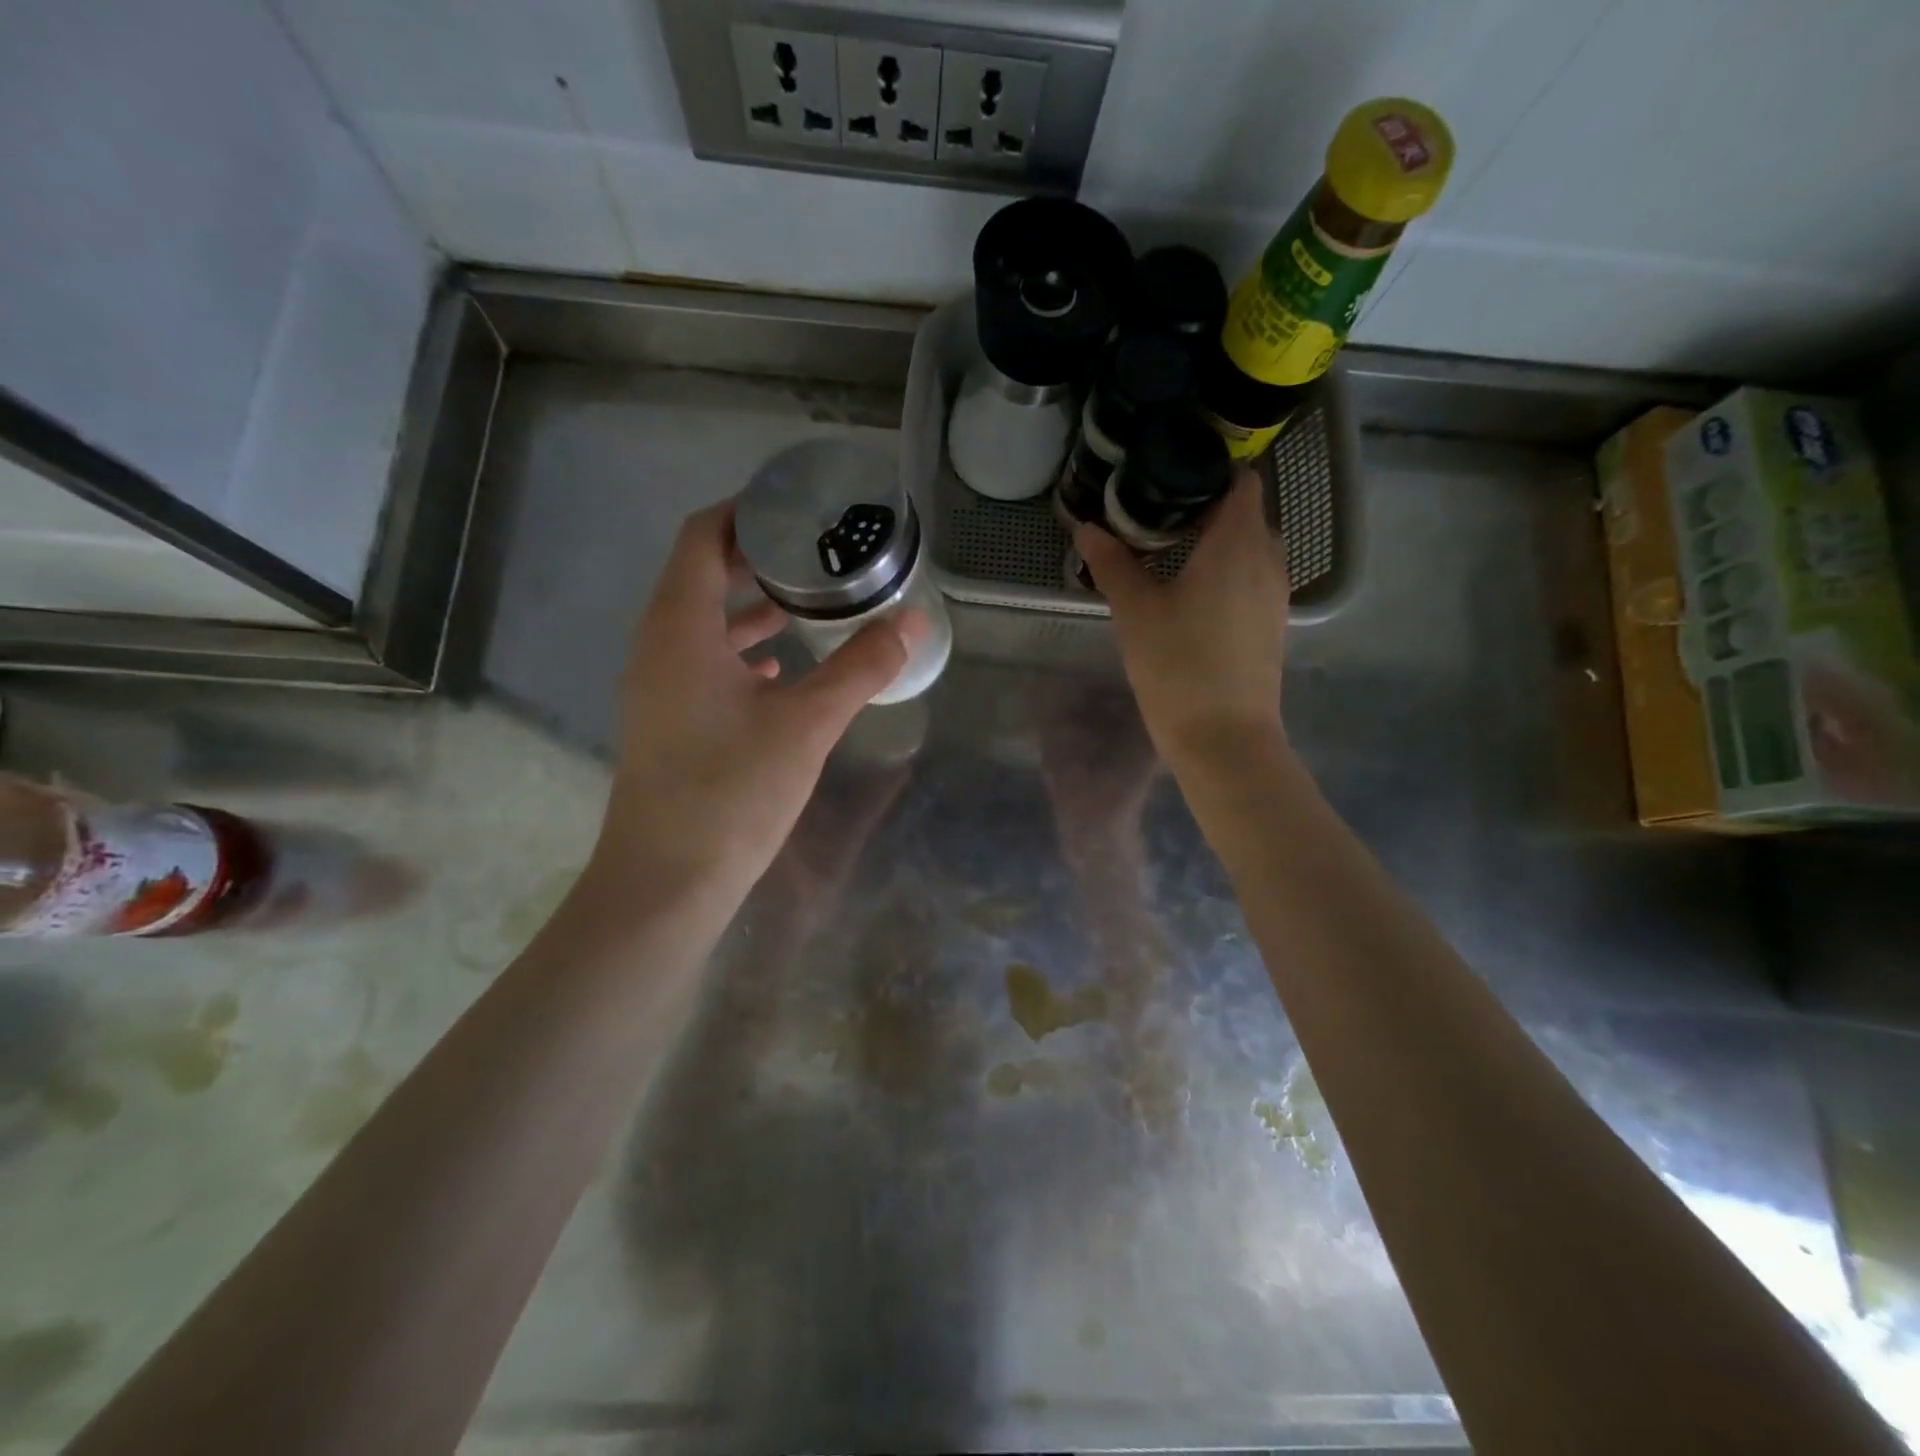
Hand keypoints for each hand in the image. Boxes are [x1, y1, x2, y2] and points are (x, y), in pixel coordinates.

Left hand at [585, 500, 927, 909]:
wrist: (668, 881)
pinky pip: (702, 662)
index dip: (745, 512)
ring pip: (702, 622)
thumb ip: (861, 668)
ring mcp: (658, 686)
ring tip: (809, 599)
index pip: (702, 538)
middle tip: (816, 549)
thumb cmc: (732, 790)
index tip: (797, 506)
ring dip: (749, 604)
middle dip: (755, 556)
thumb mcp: (807, 722)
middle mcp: (658, 646)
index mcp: (680, 627)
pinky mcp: (668, 721)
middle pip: (700, 574)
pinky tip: (780, 666)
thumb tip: (912, 621)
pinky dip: (740, 649)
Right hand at [1074, 469, 1288, 770]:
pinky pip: (1253, 578)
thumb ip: (1112, 564)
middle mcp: (1268, 558)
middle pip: (1245, 513)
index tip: (1170, 479)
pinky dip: (1228, 572)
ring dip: (1217, 543)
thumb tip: (1086, 529)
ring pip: (1250, 548)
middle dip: (1206, 509)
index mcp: (1238, 542)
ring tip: (1169, 556)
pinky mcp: (1272, 623)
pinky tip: (1191, 595)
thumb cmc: (1178, 665)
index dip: (1209, 472)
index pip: (1240, 480)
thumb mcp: (1135, 611)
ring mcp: (1275, 594)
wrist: (1224, 738)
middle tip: (1156, 519)